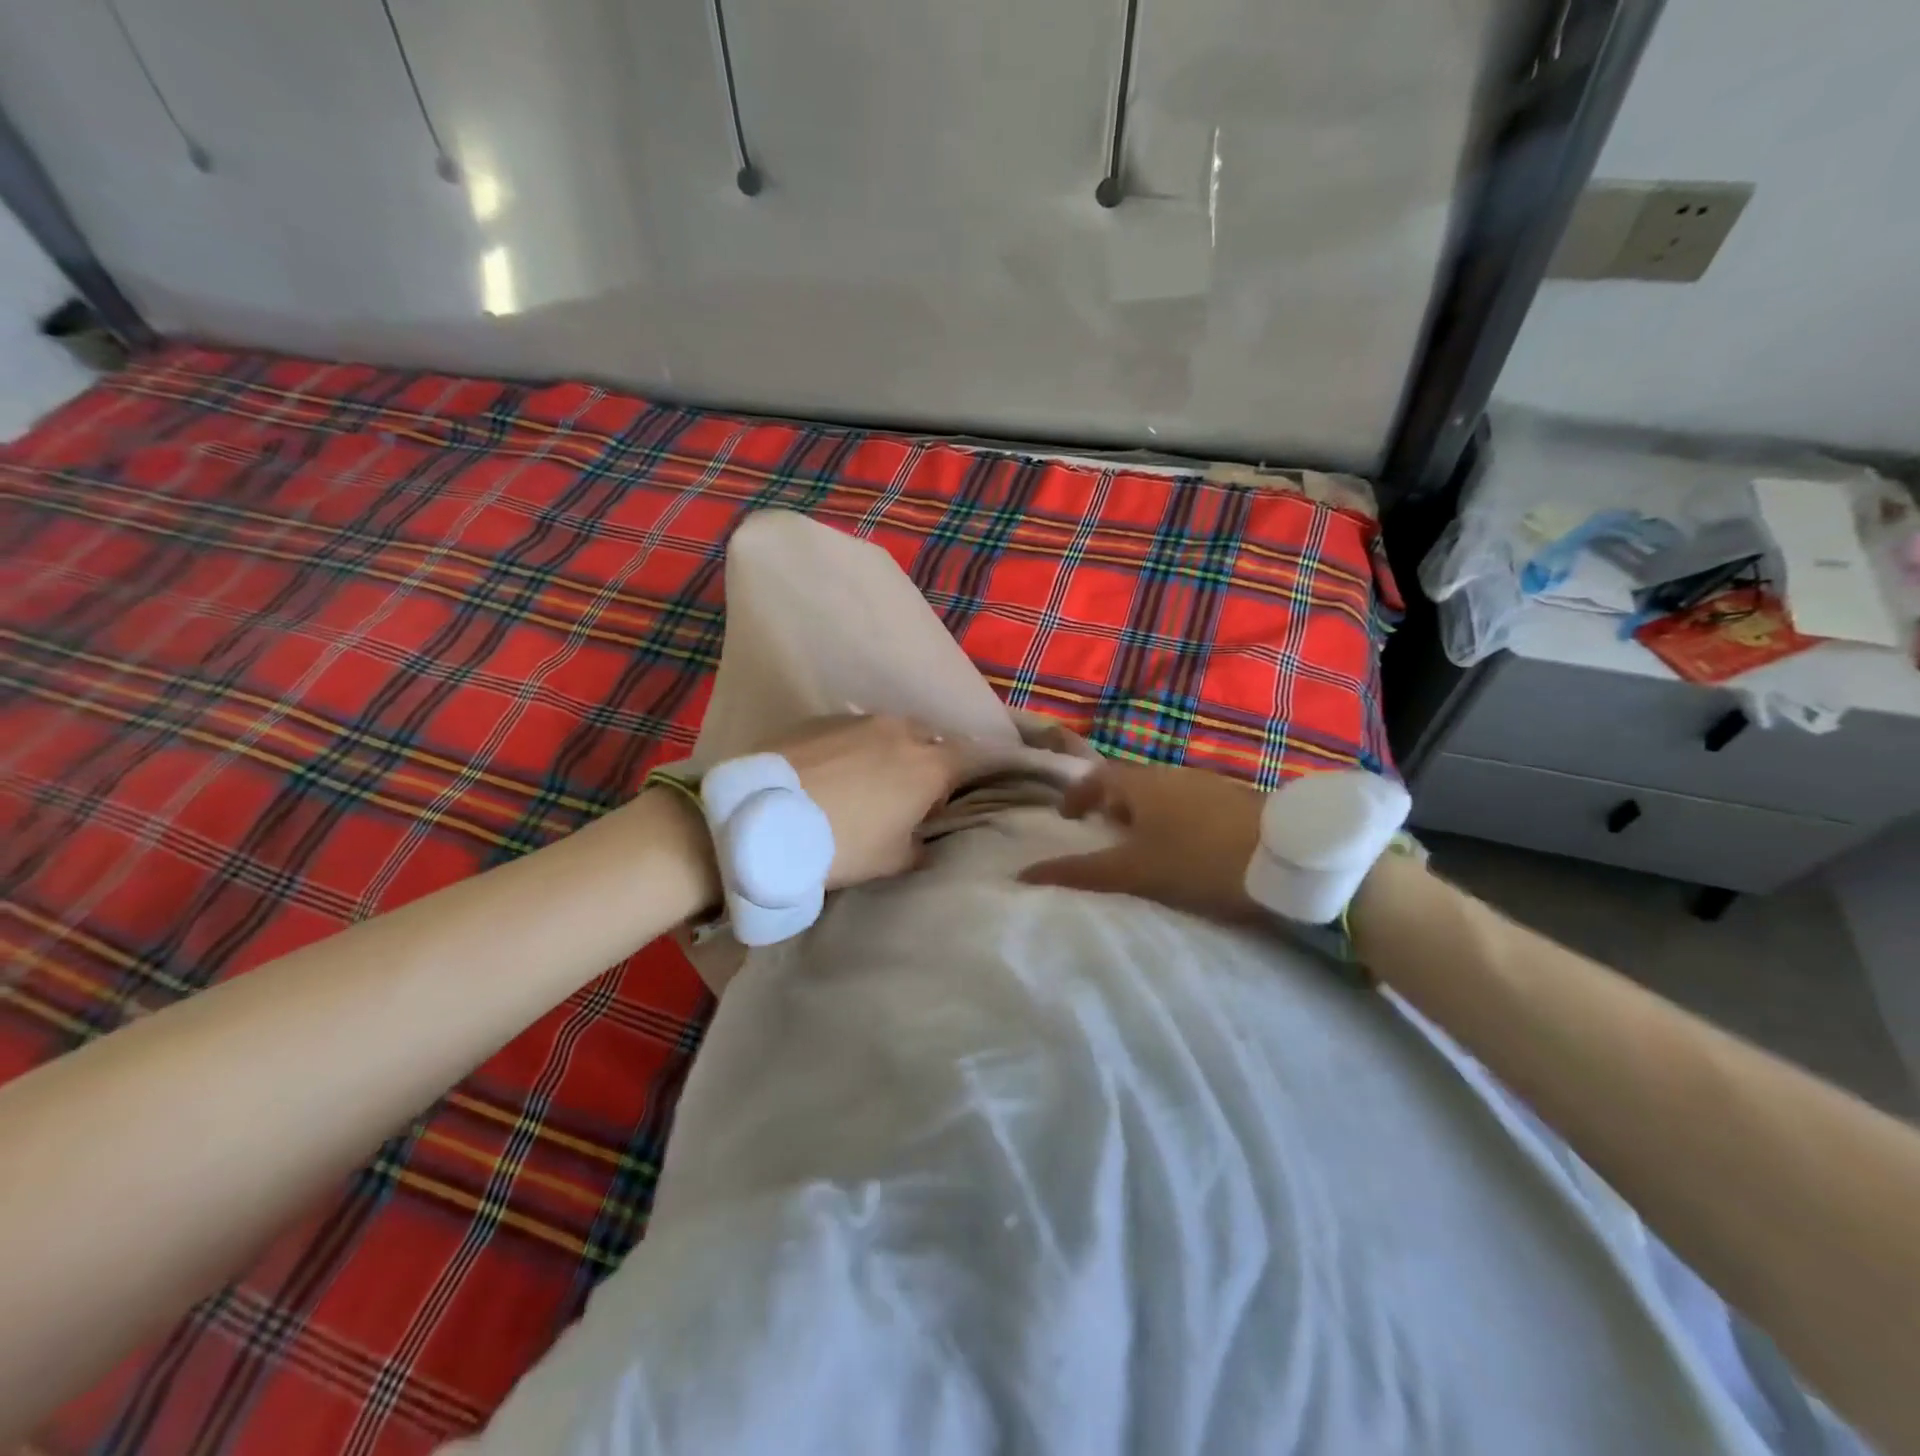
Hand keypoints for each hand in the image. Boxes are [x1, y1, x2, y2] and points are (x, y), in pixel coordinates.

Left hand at [765, 714, 967, 887]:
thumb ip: (918, 848)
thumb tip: (920, 841)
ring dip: (885, 753)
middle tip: (902, 796)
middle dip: (923, 763)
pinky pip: (850, 731)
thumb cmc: (842, 844)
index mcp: (929, 765)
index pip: (970, 759)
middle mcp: (901, 731)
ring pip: (888, 732)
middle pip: (928, 741)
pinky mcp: (821, 718)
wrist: (764, 818)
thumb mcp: (891, 862)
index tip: (942, 803)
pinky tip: (828, 773)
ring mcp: (859, 720)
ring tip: (860, 783)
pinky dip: (850, 748)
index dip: (962, 779)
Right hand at [1019, 759, 1264, 924]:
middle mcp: (1173, 775)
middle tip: (1105, 832)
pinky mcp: (1238, 799)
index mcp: (1142, 784)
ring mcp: (1209, 783)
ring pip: (1164, 793)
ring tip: (1146, 844)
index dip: (1078, 794)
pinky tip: (1190, 846)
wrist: (1288, 856)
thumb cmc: (1199, 859)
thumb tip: (1023, 875)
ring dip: (1146, 813)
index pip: (1097, 777)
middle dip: (1113, 804)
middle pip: (1131, 783)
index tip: (1067, 816)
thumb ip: (1080, 873)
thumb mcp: (1135, 872)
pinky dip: (1176, 819)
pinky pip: (1191, 803)